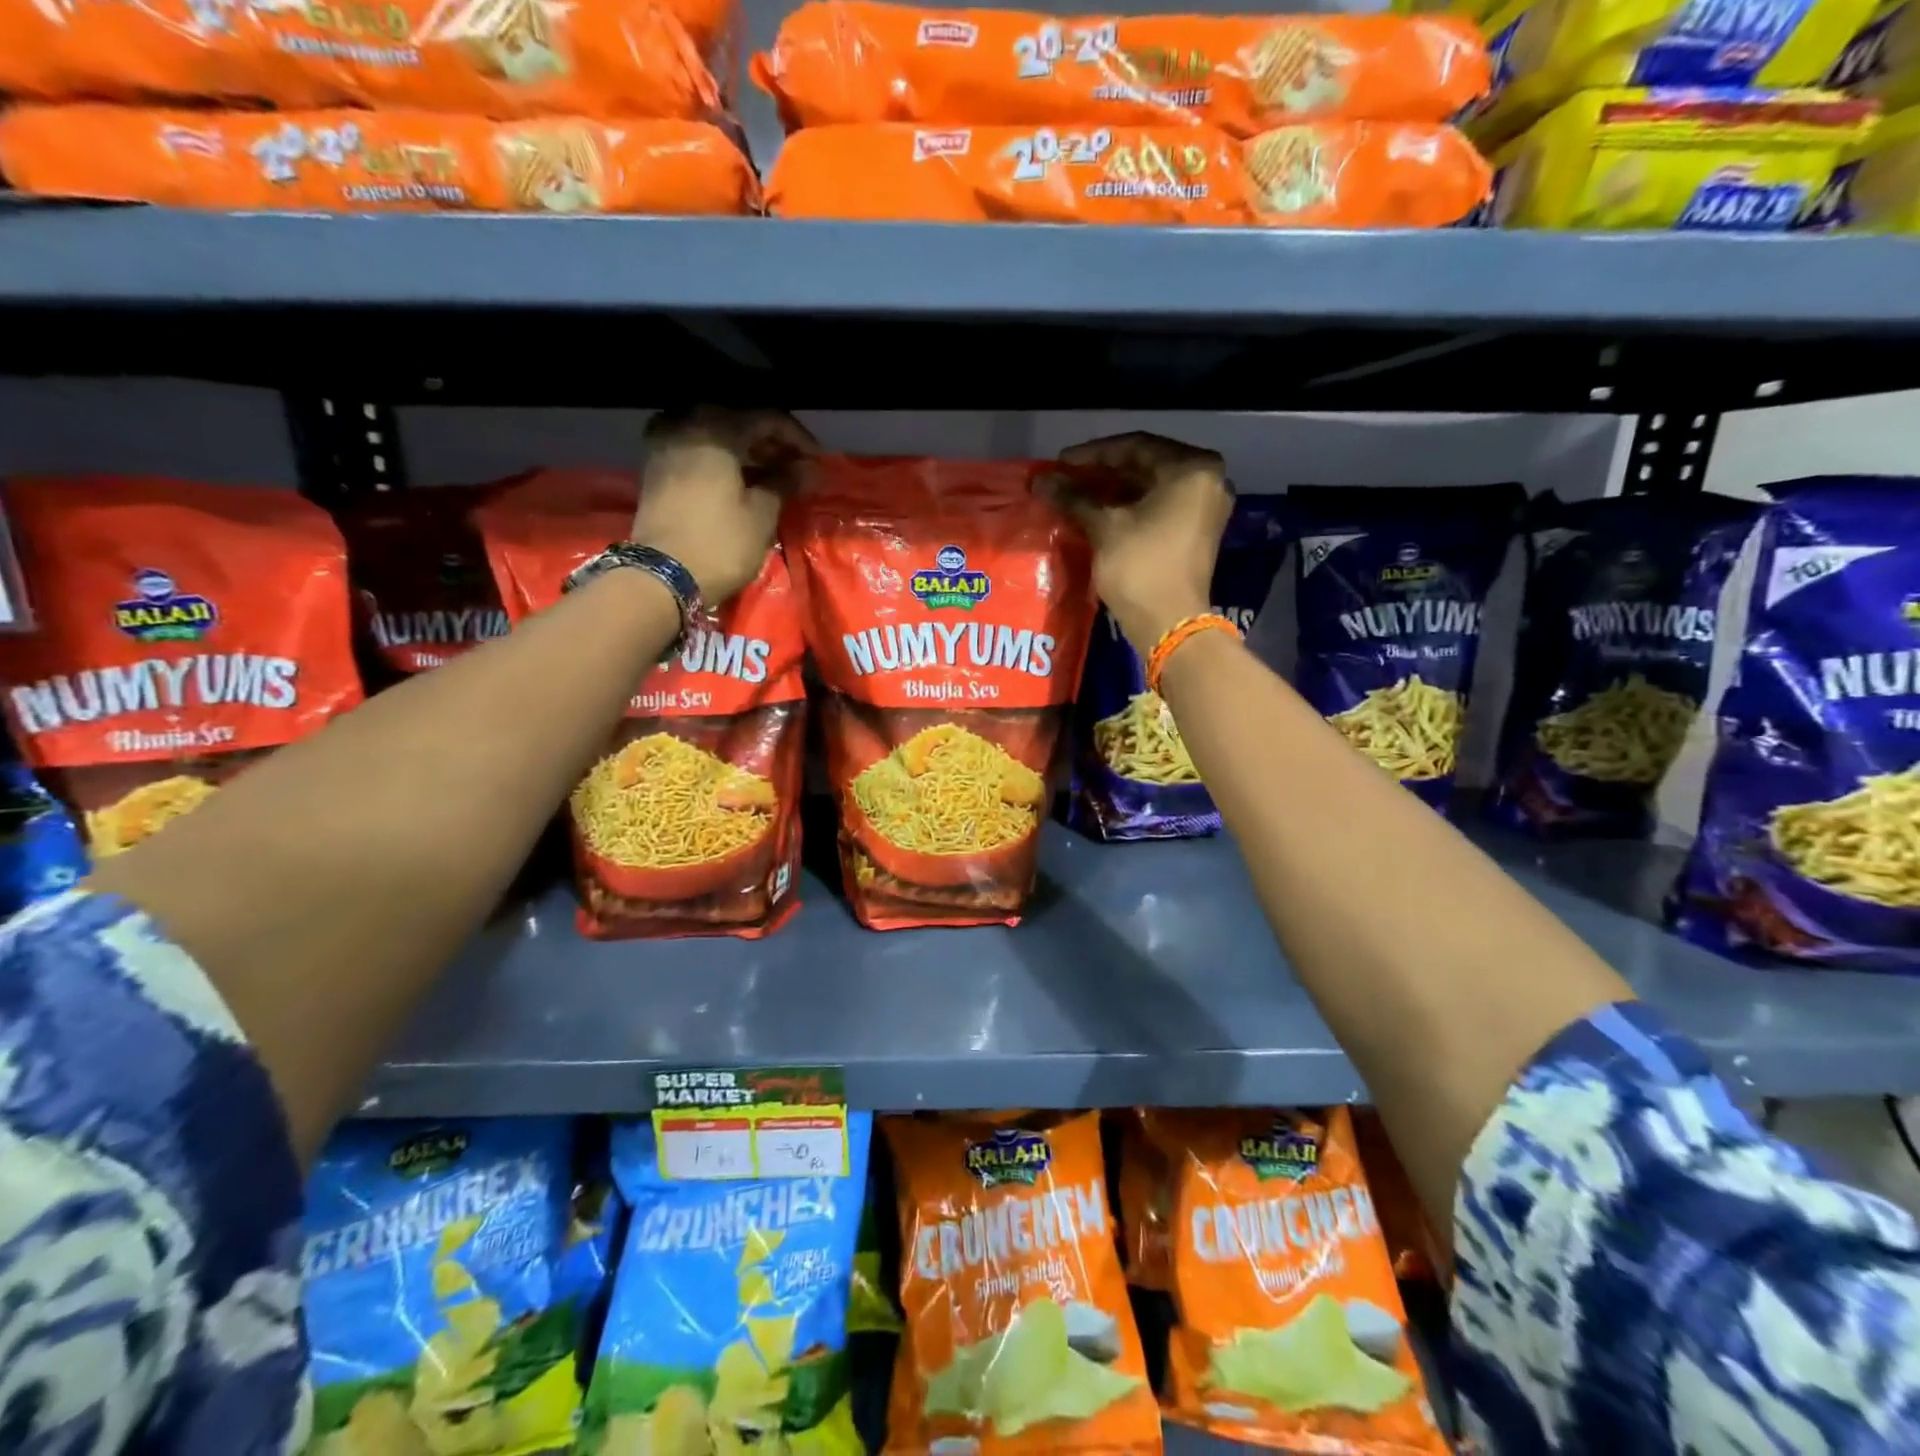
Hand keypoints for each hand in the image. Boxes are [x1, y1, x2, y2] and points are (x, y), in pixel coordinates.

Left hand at [636, 408, 817, 601]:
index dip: (797, 438)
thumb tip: (806, 469)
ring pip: (715, 432)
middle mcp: (686, 422)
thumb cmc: (720, 543)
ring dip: (745, 450)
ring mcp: (665, 442)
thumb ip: (785, 483)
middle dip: (770, 442)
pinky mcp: (655, 465)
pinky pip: (695, 446)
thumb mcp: (762, 515)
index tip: (816, 461)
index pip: (767, 418)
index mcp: (716, 427)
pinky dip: (720, 457)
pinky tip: (739, 479)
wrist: (662, 576)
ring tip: (771, 475)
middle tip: (795, 467)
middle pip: (738, 420)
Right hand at [1046, 432, 1232, 654]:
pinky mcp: (1197, 531)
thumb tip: (1040, 479)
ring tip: (1076, 496)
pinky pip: (1161, 506)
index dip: (1092, 454)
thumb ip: (1073, 497)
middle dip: (1103, 472)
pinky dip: (1131, 507)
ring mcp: (1206, 507)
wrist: (1169, 623)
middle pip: (1146, 465)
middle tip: (1067, 479)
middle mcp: (1207, 480)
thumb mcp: (1104, 527)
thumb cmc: (1140, 567)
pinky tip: (1099, 513)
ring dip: (1114, 490)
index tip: (1060, 463)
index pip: (1135, 446)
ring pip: (1152, 487)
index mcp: (1192, 468)